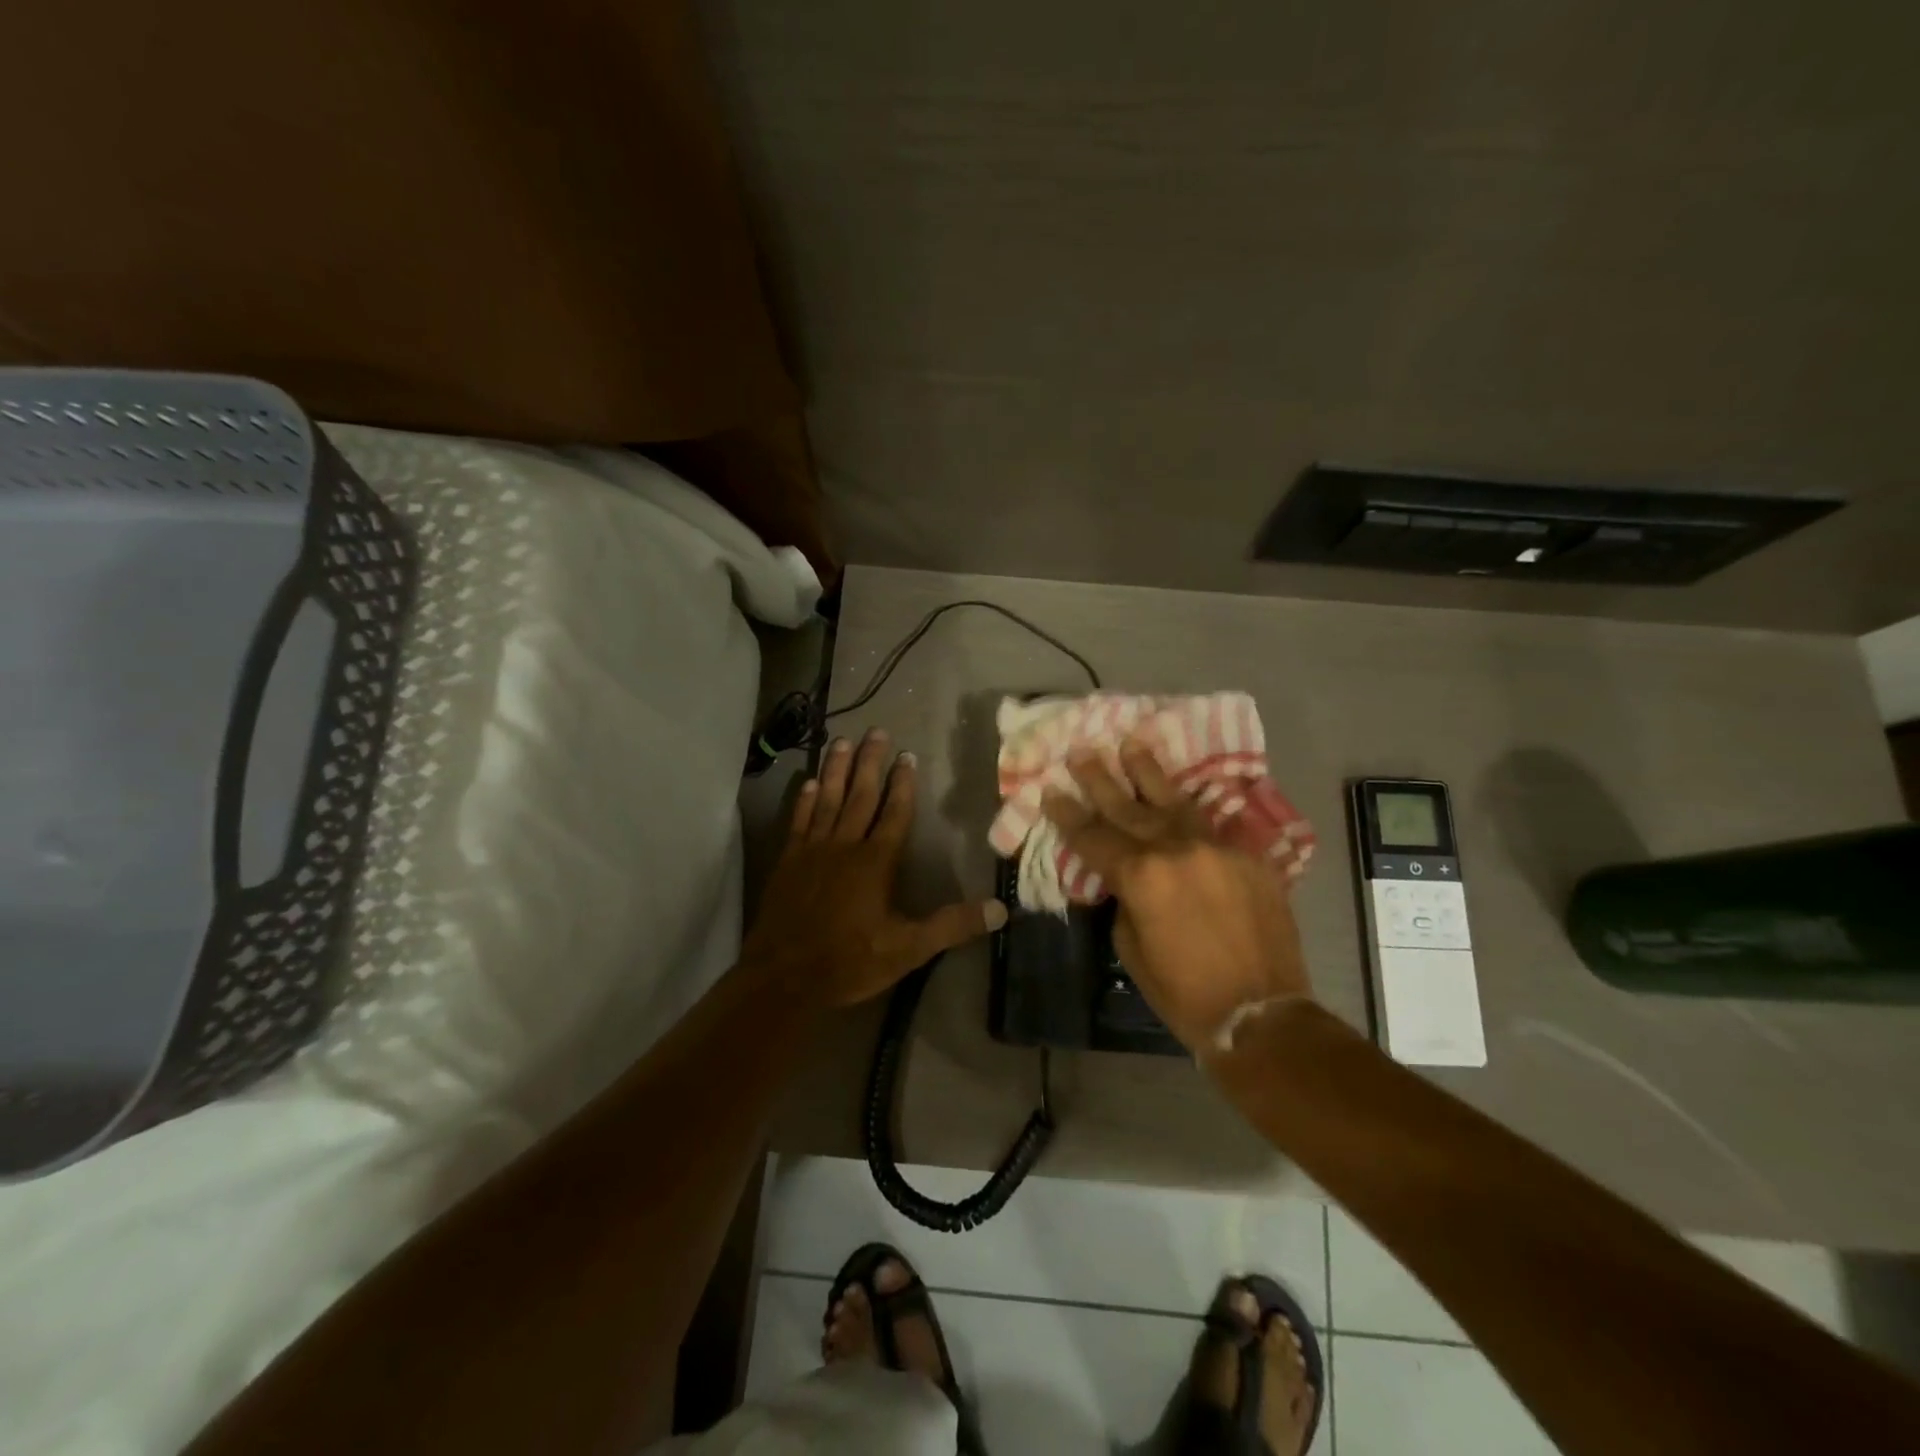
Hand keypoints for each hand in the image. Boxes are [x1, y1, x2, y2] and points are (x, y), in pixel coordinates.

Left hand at [743, 731, 1007, 1006]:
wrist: (783, 977)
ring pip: (827, 799)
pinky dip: (803, 800)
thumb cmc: (849, 961)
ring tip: (841, 741)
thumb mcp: (908, 949)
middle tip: (876, 731)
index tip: (907, 755)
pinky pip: (798, 821)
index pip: (894, 813)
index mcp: (876, 862)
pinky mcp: (788, 861)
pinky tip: (807, 782)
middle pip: (860, 795)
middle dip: (870, 762)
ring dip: (835, 769)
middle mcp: (845, 845)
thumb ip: (952, 926)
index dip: (902, 784)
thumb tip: (1000, 910)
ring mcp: (813, 850)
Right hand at [1041, 739, 1311, 1052]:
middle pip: (1128, 807)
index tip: (1050, 789)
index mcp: (1141, 877)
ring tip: (1131, 743)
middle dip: (1101, 779)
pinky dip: (1190, 808)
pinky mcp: (1248, 857)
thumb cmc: (1184, 993)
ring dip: (1148, 772)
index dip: (1068, 814)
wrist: (1261, 1014)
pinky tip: (1180, 791)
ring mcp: (1216, 849)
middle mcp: (1176, 850)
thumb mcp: (1132, 950)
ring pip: (1174, 800)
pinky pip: (1212, 824)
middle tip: (1082, 751)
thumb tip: (1129, 880)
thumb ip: (1125, 902)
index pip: (1093, 837)